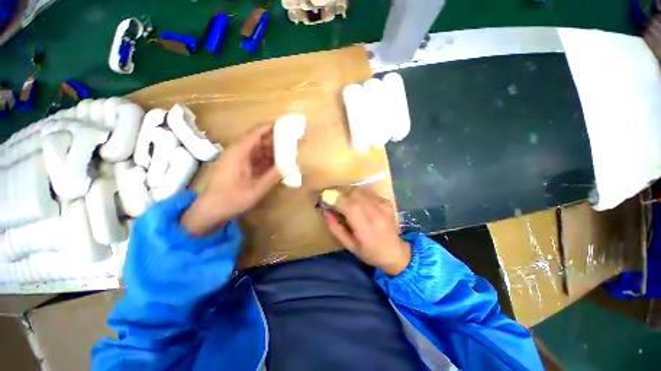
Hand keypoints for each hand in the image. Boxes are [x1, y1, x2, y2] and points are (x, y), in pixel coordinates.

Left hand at [181, 125, 281, 234]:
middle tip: (290, 141)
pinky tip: (276, 164)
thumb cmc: (231, 199)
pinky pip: (254, 158)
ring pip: (257, 149)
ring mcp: (237, 159)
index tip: (285, 126)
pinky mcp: (238, 166)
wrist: (210, 211)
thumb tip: (289, 166)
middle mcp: (237, 152)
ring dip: (271, 150)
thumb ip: (273, 176)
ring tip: (287, 152)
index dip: (270, 127)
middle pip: (257, 139)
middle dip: (274, 139)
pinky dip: (266, 159)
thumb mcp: (256, 189)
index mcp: (239, 153)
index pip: (255, 133)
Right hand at [323, 188, 410, 275]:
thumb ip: (336, 228)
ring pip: (361, 191)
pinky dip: (360, 196)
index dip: (335, 200)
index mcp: (366, 228)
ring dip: (350, 194)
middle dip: (341, 195)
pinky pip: (368, 193)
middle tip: (336, 202)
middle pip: (354, 194)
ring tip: (348, 204)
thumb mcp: (349, 246)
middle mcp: (376, 214)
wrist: (395, 253)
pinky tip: (361, 205)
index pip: (348, 206)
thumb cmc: (370, 253)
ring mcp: (383, 207)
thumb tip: (325, 210)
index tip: (326, 199)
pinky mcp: (387, 203)